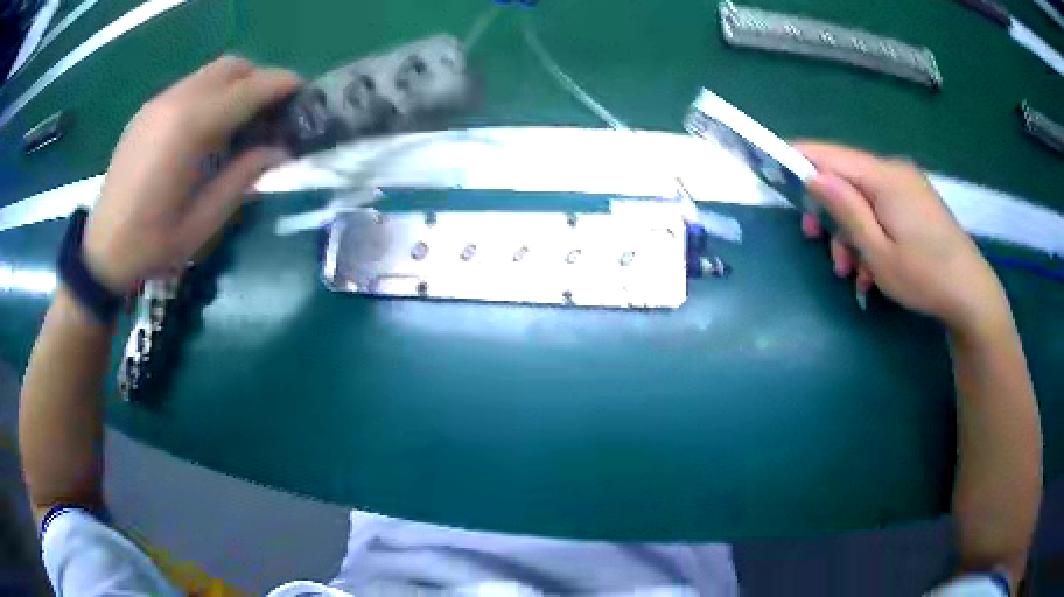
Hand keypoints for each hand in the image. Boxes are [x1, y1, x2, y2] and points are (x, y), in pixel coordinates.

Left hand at [83, 56, 301, 292]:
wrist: (100, 253)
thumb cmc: (151, 246)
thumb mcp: (202, 223)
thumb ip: (242, 178)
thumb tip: (278, 150)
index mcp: (189, 127)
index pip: (248, 89)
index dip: (282, 86)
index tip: (305, 95)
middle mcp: (174, 102)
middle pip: (231, 67)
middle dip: (260, 79)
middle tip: (274, 109)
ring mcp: (157, 104)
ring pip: (209, 73)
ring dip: (235, 85)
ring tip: (244, 119)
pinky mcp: (146, 112)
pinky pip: (189, 87)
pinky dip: (210, 94)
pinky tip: (209, 128)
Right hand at [796, 142, 1010, 336]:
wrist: (971, 295)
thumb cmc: (924, 277)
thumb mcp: (879, 252)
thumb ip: (846, 210)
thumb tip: (814, 176)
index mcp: (885, 178)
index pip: (832, 156)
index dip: (800, 158)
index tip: (773, 166)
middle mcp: (895, 172)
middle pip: (848, 179)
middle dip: (829, 210)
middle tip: (817, 245)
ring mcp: (908, 186)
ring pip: (864, 198)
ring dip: (851, 231)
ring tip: (851, 273)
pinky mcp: (916, 202)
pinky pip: (882, 208)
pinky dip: (871, 233)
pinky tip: (871, 268)